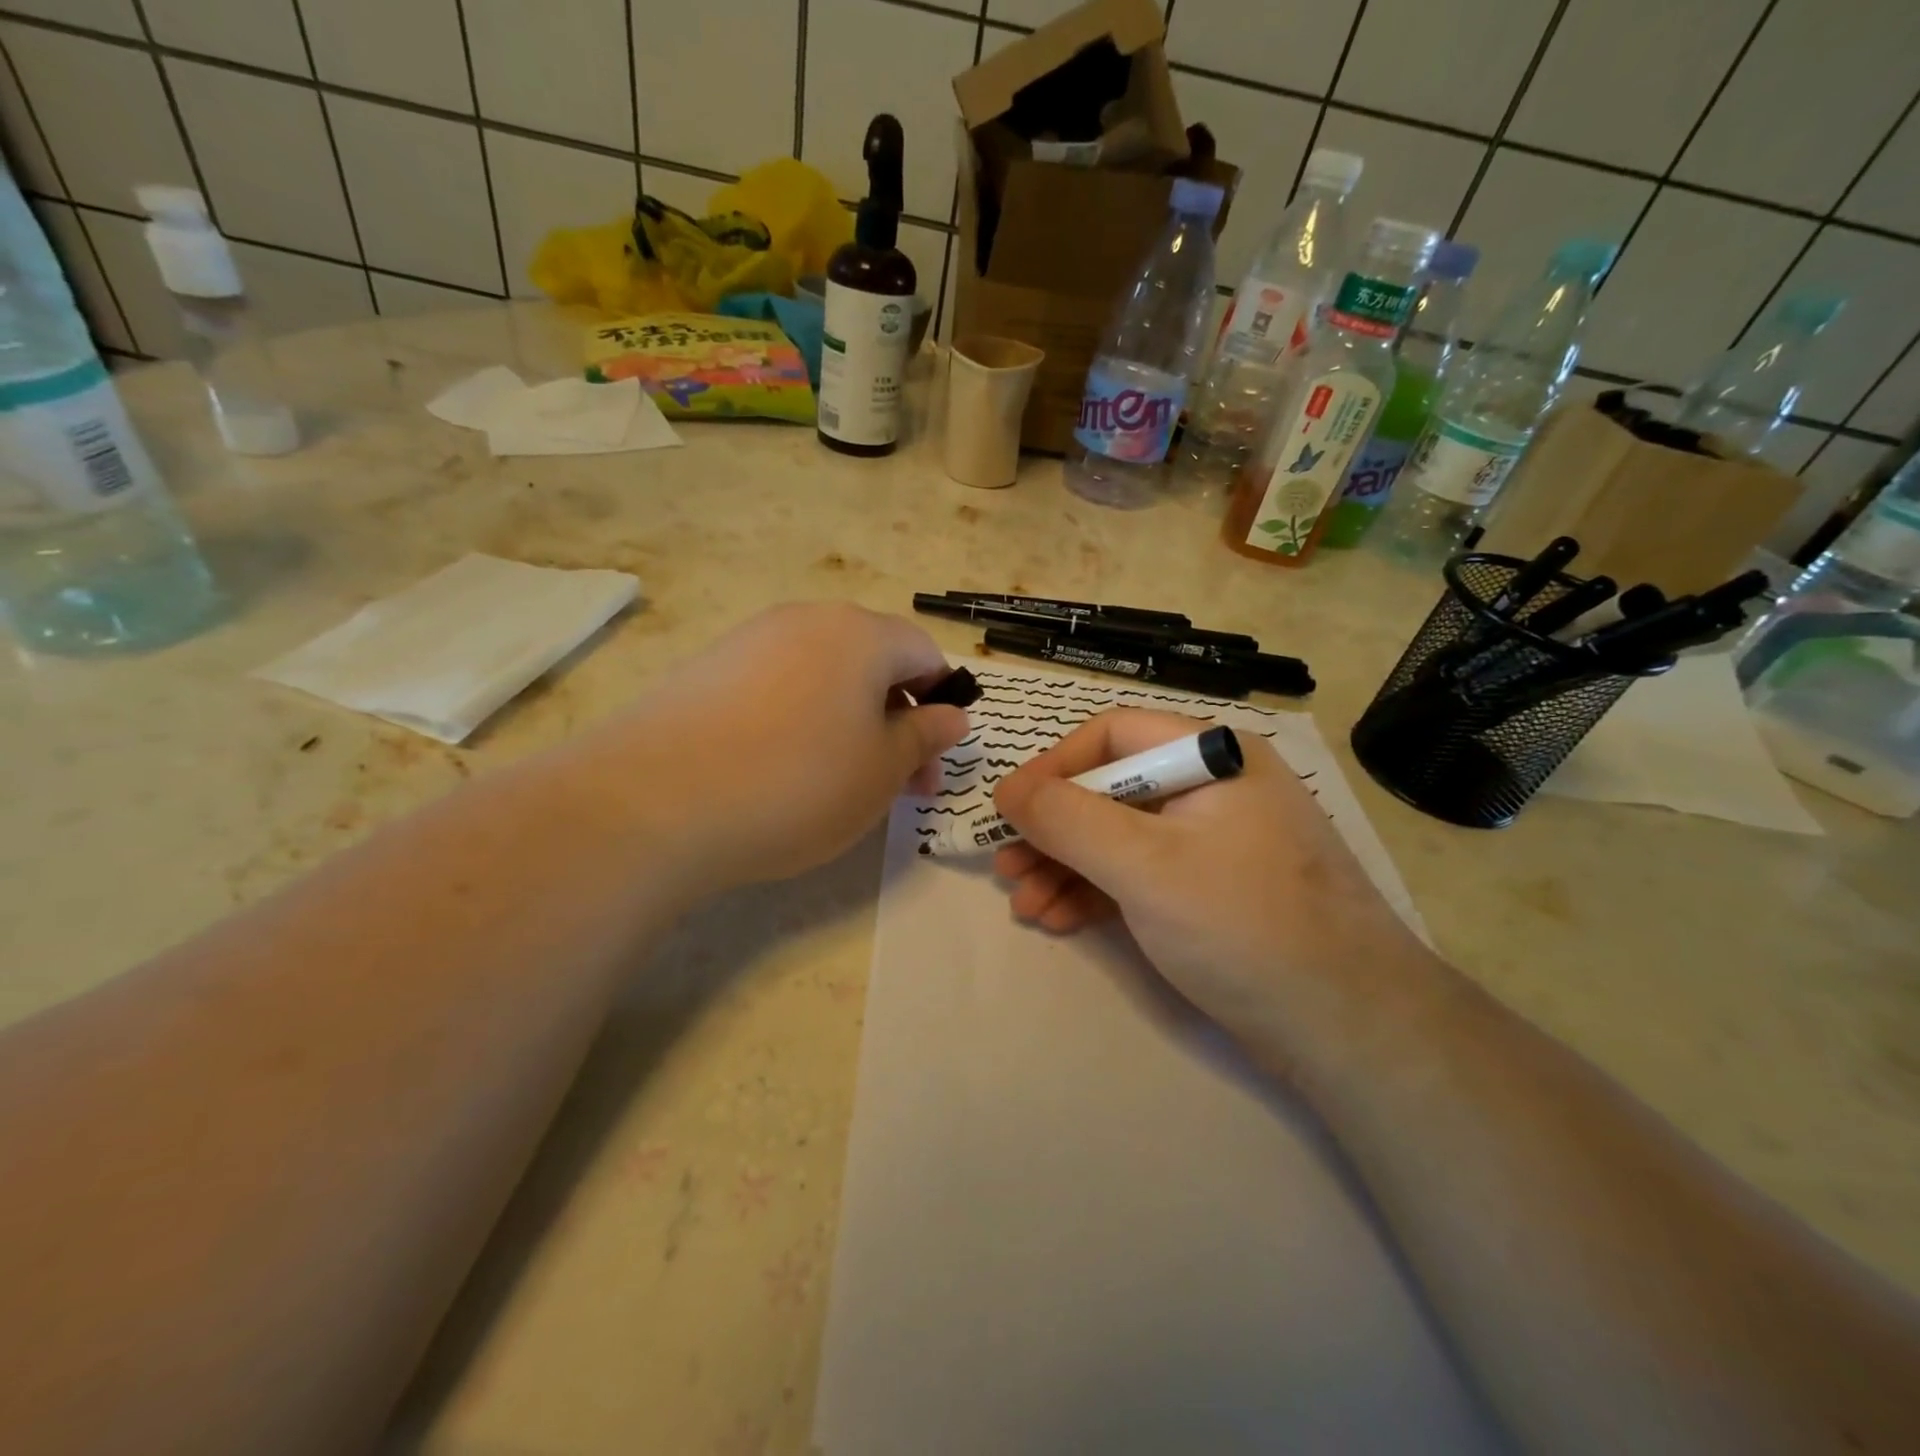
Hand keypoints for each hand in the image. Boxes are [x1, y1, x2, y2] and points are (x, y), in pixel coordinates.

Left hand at [584, 602, 968, 891]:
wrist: (653, 803)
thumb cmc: (798, 783)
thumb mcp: (882, 770)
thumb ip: (925, 736)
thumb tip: (952, 714)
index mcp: (859, 633)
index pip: (923, 653)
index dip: (941, 702)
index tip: (932, 759)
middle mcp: (805, 620)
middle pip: (872, 662)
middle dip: (897, 720)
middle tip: (898, 785)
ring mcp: (749, 641)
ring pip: (823, 676)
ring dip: (849, 723)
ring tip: (838, 782)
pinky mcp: (706, 670)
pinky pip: (775, 688)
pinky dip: (798, 723)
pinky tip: (780, 771)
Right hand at [990, 709, 1440, 1072]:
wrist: (1350, 1029)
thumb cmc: (1243, 925)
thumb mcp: (1145, 865)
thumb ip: (1068, 820)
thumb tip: (1008, 790)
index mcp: (1211, 757)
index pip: (1112, 736)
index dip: (1053, 767)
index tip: (1009, 811)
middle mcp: (1214, 788)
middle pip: (1111, 790)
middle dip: (1053, 831)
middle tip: (1007, 869)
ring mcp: (1214, 842)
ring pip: (1121, 838)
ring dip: (1067, 867)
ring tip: (1024, 903)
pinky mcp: (1212, 891)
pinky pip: (1141, 875)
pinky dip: (1098, 893)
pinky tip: (1060, 919)